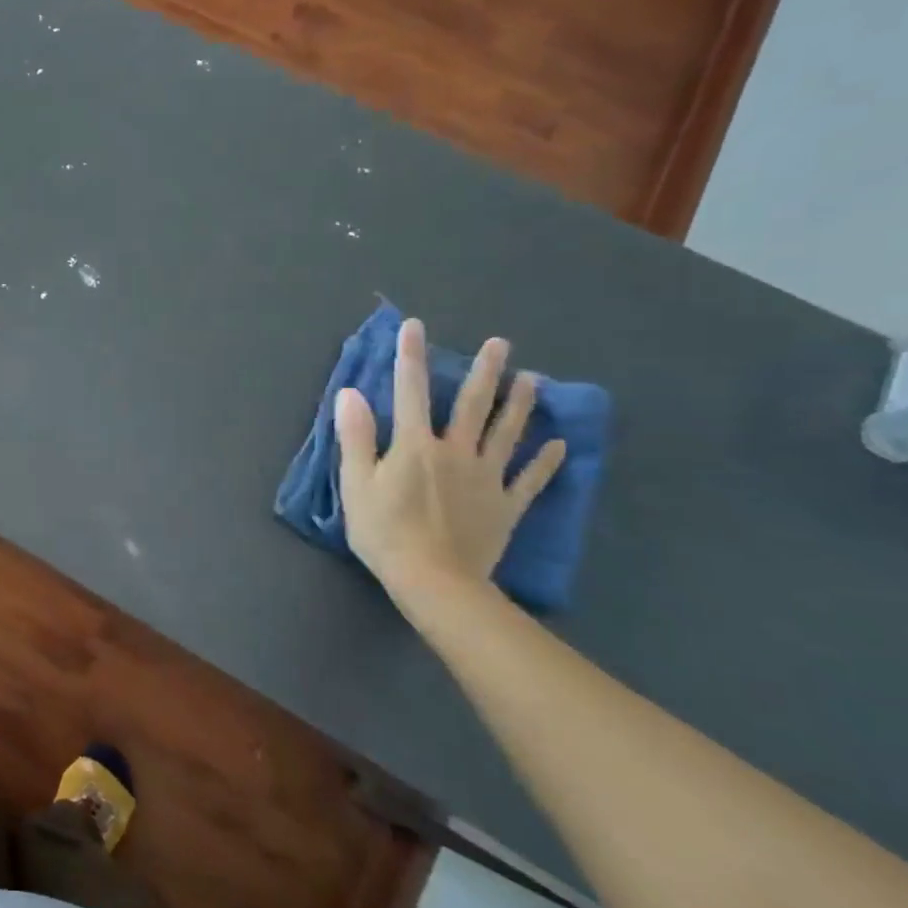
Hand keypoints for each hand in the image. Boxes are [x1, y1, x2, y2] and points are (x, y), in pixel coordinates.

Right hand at [334, 318, 564, 605]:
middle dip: (484, 371)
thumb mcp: (356, 483)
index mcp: (415, 445)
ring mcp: (487, 478)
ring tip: (533, 380)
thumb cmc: (385, 531)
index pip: (409, 390)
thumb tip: (350, 393)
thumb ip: (356, 437)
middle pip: (471, 405)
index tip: (415, 326)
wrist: (434, 581)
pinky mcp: (506, 506)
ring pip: (507, 433)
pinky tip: (557, 446)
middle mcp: (456, 452)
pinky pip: (530, 479)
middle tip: (501, 344)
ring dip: (520, 405)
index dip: (410, 356)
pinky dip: (545, 462)